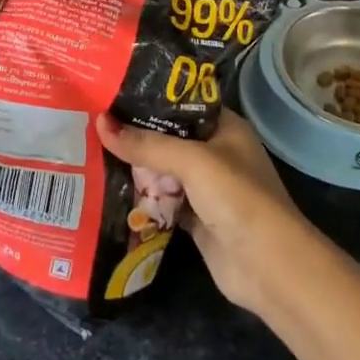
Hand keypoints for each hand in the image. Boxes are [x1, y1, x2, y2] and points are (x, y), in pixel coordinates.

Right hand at [96, 107, 308, 317]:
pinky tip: (108, 187)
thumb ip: (146, 144)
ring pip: (161, 170)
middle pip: (166, 136)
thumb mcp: (191, 161)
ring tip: (90, 148)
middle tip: (91, 120)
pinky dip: (140, 197)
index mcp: (224, 127)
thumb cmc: (238, 198)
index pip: (180, 102)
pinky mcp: (194, 218)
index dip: (148, 97)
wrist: (269, 268)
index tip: (110, 91)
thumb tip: (99, 123)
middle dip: (134, 133)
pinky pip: (161, 200)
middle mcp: (215, 152)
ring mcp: (205, 188)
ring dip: (133, 166)